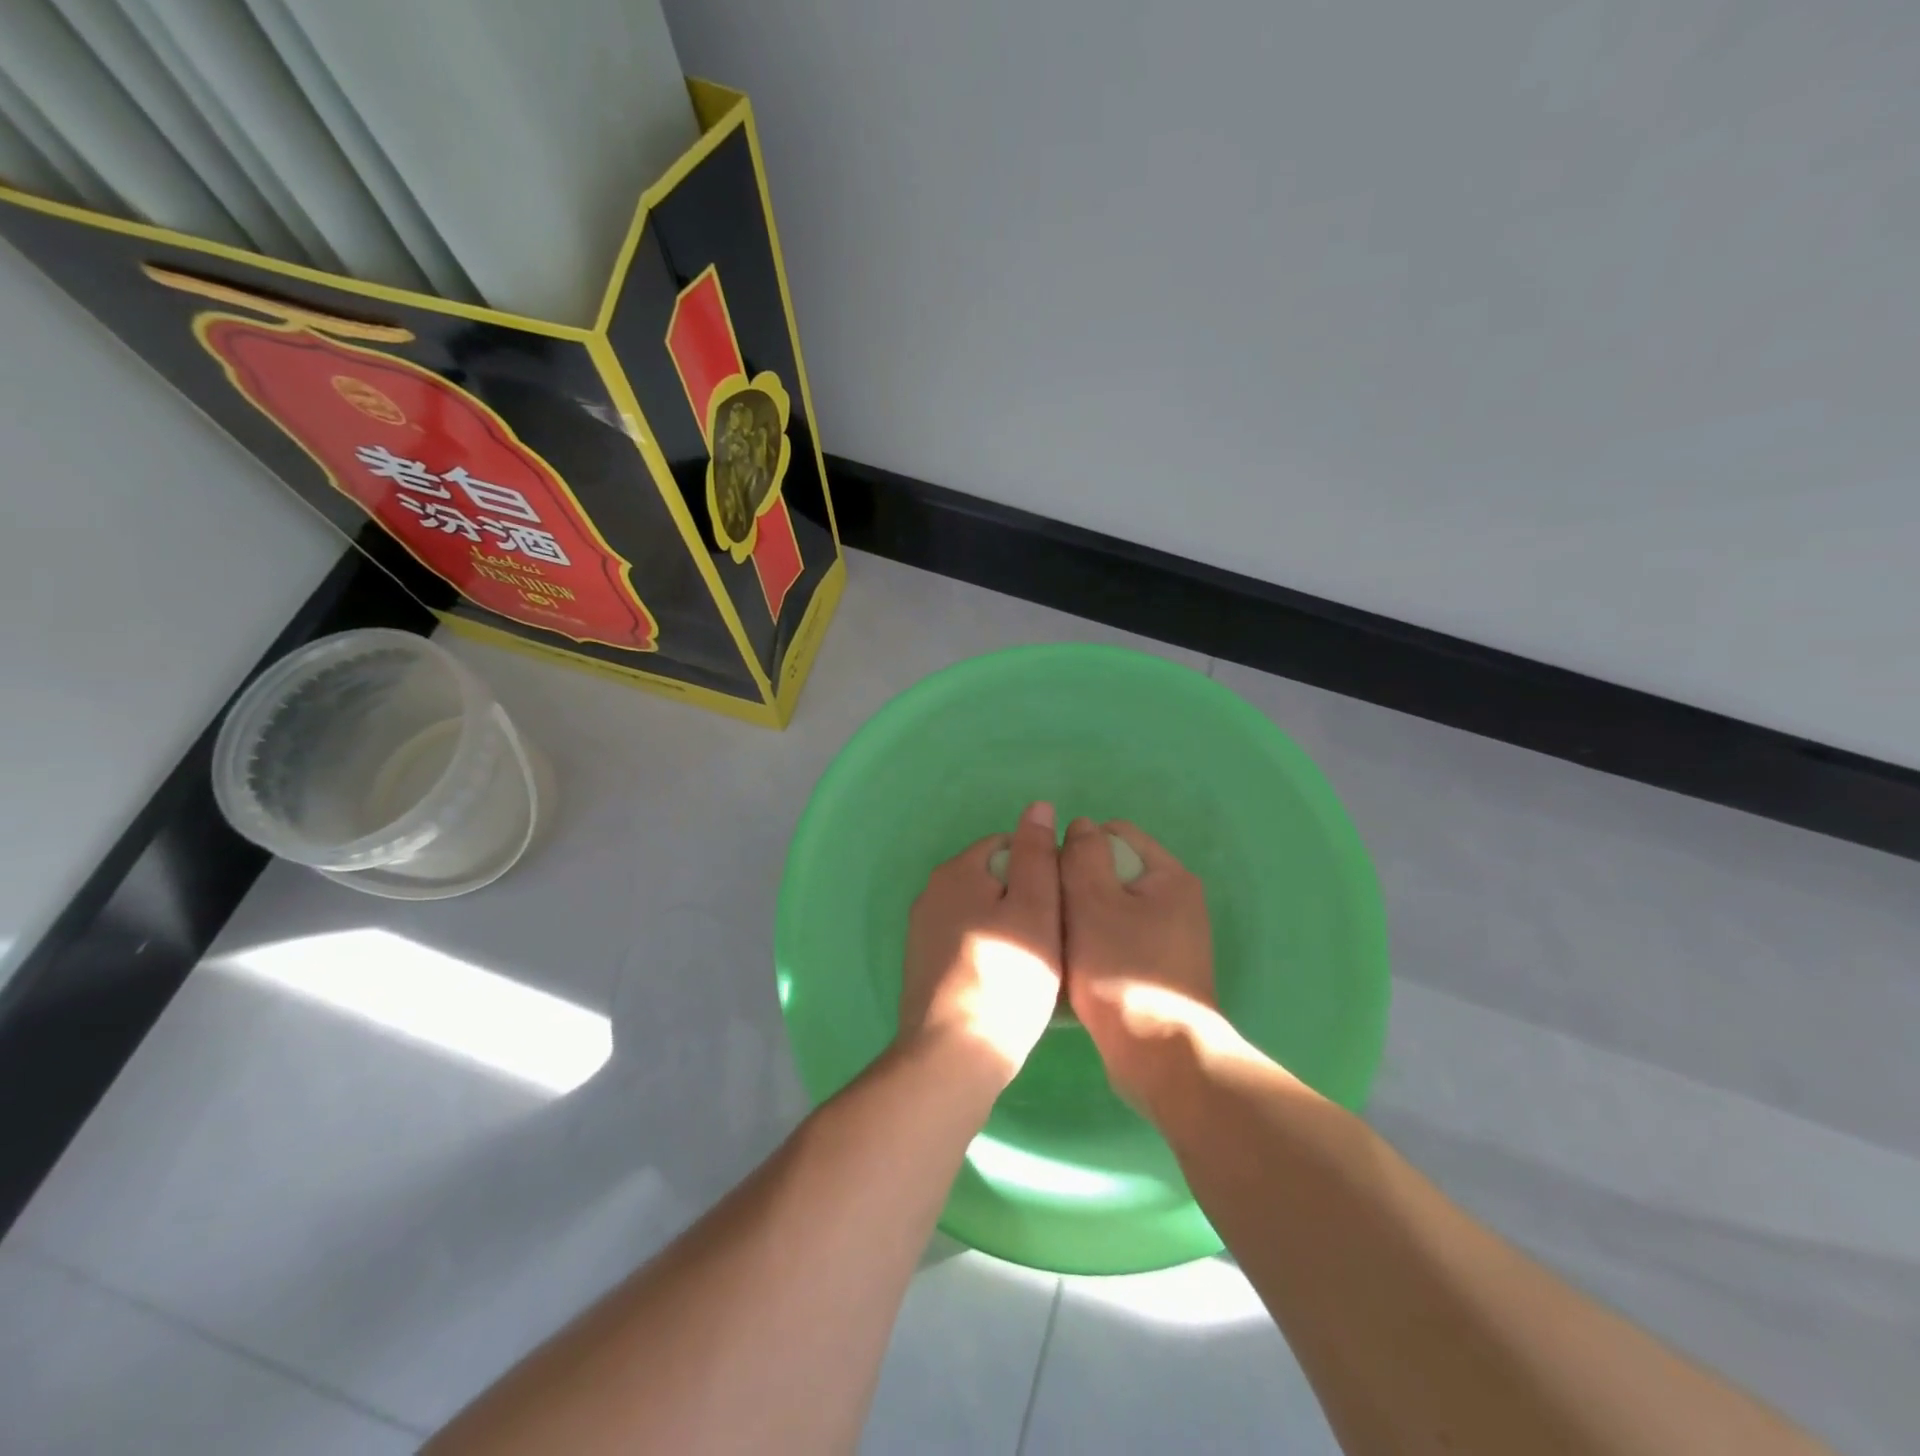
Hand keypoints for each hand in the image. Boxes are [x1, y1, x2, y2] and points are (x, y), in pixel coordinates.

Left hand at [900, 801, 1063, 1085]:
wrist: (953, 1057)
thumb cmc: (1007, 979)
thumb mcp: (1036, 909)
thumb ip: (1038, 854)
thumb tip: (1038, 807)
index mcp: (957, 870)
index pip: (1009, 846)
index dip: (1042, 870)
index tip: (1062, 907)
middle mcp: (931, 892)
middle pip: (994, 879)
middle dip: (1024, 900)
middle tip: (1053, 939)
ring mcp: (922, 930)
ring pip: (981, 913)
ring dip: (1008, 928)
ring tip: (1034, 966)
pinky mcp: (922, 965)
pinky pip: (967, 942)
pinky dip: (988, 953)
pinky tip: (1006, 984)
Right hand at [1061, 817, 1225, 1106]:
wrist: (1159, 1058)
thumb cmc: (1121, 971)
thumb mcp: (1092, 901)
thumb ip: (1083, 855)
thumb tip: (1081, 825)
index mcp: (1169, 876)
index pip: (1115, 833)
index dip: (1078, 847)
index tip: (1052, 878)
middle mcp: (1177, 901)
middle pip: (1114, 871)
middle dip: (1079, 885)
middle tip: (1052, 912)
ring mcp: (1172, 938)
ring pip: (1112, 909)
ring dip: (1083, 918)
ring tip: (1059, 941)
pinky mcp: (1160, 970)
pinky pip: (1119, 940)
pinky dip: (1096, 945)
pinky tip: (1076, 966)